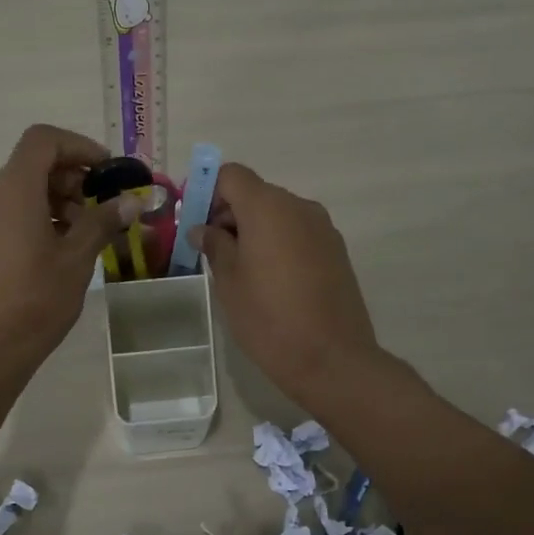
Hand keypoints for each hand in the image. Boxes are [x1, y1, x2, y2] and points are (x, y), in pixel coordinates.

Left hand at [0, 125, 140, 406]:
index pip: (43, 140)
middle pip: (31, 166)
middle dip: (71, 179)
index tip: (107, 173)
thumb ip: (103, 222)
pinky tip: (52, 256)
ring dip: (54, 203)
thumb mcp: (76, 262)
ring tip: (82, 238)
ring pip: (18, 194)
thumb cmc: (32, 304)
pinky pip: (4, 218)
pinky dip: (32, 221)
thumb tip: (132, 200)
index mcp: (12, 192)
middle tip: (101, 210)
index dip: (79, 146)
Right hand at [195, 164, 384, 412]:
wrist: (332, 359)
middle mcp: (299, 207)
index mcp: (268, 207)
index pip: (231, 175)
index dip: (208, 192)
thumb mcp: (228, 281)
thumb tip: (204, 229)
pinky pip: (298, 233)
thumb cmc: (268, 318)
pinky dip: (279, 244)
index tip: (196, 224)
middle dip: (229, 214)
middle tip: (212, 252)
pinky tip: (272, 282)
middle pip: (256, 193)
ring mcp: (323, 228)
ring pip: (278, 214)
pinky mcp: (337, 251)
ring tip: (242, 272)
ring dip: (255, 230)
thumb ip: (214, 245)